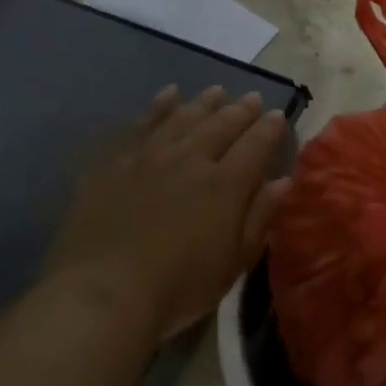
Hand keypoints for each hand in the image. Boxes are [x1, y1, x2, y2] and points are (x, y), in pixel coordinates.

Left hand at [38, 85, 291, 339]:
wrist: (103, 294)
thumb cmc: (178, 287)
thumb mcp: (233, 263)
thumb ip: (259, 218)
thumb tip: (283, 181)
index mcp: (225, 185)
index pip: (256, 145)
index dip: (269, 129)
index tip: (277, 115)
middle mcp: (191, 159)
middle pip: (221, 125)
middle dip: (241, 110)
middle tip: (252, 99)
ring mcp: (149, 156)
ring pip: (183, 118)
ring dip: (204, 103)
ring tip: (217, 92)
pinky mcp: (114, 162)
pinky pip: (141, 124)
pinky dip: (158, 106)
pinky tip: (168, 94)